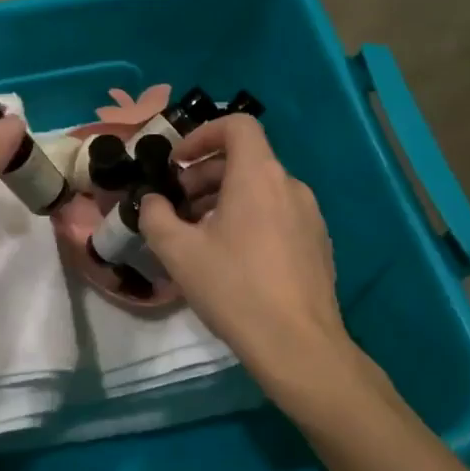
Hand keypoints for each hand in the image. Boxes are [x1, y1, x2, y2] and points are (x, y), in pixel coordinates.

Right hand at [138, 116, 354, 383]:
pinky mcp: (317, 243)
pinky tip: (231, 257)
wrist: (298, 345)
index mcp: (259, 176)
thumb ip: (156, 215)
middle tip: (176, 205)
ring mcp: (310, 215)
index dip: (202, 134)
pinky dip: (249, 217)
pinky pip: (277, 213)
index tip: (177, 162)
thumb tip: (152, 201)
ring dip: (224, 198)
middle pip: (245, 159)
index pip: (237, 125)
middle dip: (204, 174)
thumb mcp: (178, 251)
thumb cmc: (234, 288)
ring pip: (261, 189)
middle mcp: (290, 186)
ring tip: (198, 233)